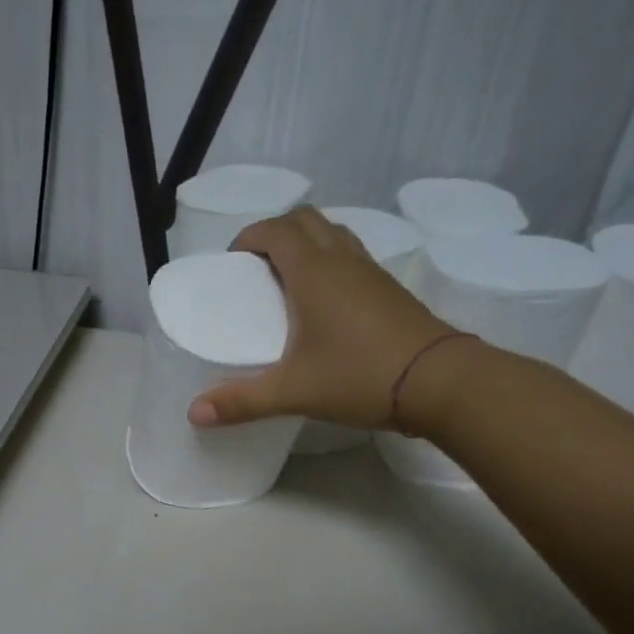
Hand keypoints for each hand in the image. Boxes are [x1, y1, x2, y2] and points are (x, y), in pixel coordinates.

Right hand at [188, 206, 456, 430]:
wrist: (439, 381)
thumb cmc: (359, 376)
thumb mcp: (293, 392)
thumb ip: (242, 402)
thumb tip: (194, 414)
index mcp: (313, 271)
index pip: (276, 229)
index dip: (250, 236)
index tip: (233, 261)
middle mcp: (342, 260)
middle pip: (307, 220)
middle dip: (277, 233)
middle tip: (258, 269)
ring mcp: (372, 272)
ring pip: (335, 235)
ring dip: (308, 244)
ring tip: (289, 282)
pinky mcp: (391, 290)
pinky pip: (354, 259)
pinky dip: (332, 264)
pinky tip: (326, 305)